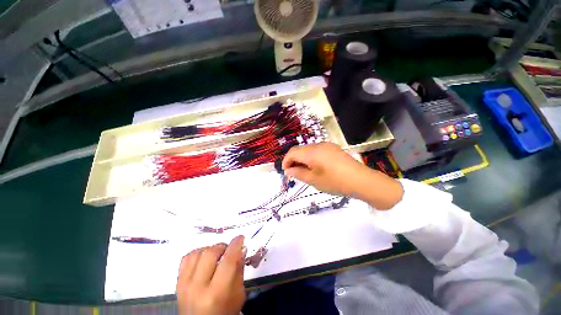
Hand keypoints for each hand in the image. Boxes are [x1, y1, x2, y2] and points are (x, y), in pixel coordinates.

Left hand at [177, 236, 246, 314]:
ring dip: (210, 249)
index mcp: (217, 293)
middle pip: (210, 253)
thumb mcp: (238, 295)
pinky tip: (204, 258)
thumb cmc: (224, 313)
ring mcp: (185, 285)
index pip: (228, 261)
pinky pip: (186, 258)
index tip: (240, 238)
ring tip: (217, 254)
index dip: (235, 245)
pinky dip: (197, 253)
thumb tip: (241, 249)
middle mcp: (198, 287)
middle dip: (223, 246)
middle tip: (229, 250)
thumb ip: (239, 270)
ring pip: (197, 253)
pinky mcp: (177, 283)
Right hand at [282, 143, 402, 209]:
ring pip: (308, 150)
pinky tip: (316, 167)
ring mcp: (327, 145)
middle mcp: (318, 145)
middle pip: (300, 150)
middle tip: (294, 173)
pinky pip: (317, 151)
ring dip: (303, 159)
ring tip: (305, 172)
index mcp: (311, 152)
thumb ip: (298, 173)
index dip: (286, 161)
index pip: (292, 152)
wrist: (361, 180)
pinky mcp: (333, 148)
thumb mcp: (313, 180)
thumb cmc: (334, 181)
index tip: (285, 172)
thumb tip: (288, 170)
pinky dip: (311, 158)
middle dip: (293, 160)